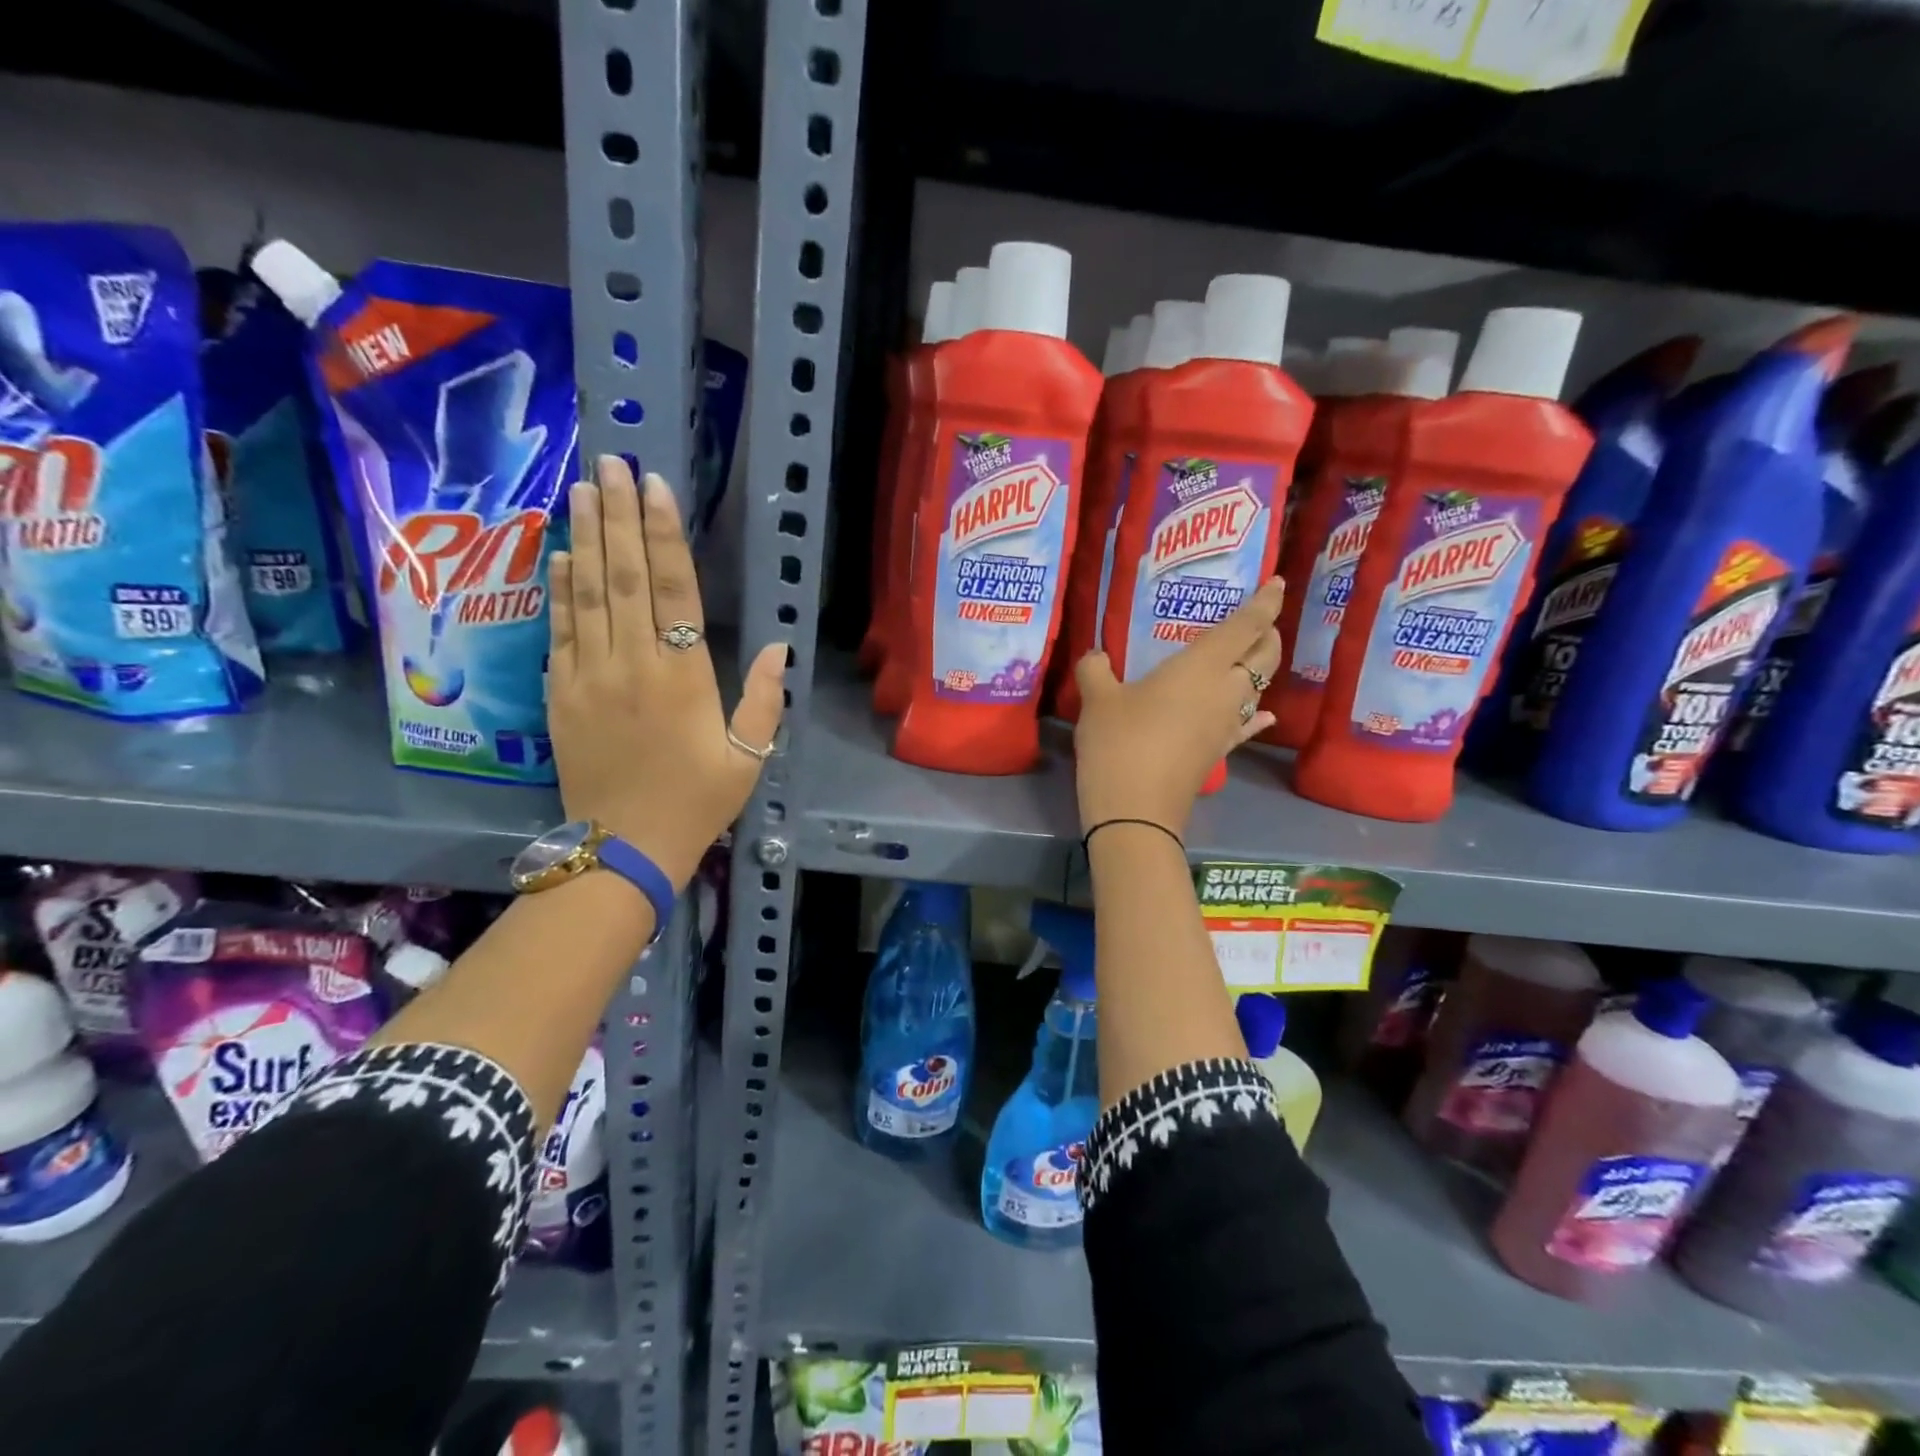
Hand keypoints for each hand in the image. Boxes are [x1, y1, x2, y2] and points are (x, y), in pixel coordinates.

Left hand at [546, 456, 786, 887]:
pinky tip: (559, 555)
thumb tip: (779, 646)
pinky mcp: (559, 694)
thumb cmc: (696, 802)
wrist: (624, 848)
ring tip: (581, 490)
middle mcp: (632, 663)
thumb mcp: (747, 757)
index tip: (655, 487)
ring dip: (583, 537)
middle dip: (617, 516)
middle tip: (611, 463)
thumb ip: (764, 699)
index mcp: (682, 676)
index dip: (663, 535)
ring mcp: (588, 676)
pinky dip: (559, 589)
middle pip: (622, 577)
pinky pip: (558, 631)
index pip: (673, 590)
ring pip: (585, 594)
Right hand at [1072, 577, 1283, 836]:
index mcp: (1202, 667)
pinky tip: (1261, 712)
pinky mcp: (1219, 752)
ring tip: (1247, 657)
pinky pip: (1247, 725)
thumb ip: (1096, 669)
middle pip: (1265, 655)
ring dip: (1260, 668)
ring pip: (1259, 688)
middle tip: (1257, 619)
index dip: (1265, 601)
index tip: (1277, 582)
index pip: (1246, 625)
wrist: (1136, 811)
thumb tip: (1096, 656)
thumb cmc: (1119, 743)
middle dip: (1268, 632)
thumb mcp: (1097, 700)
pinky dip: (1256, 713)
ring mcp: (1227, 725)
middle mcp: (1226, 691)